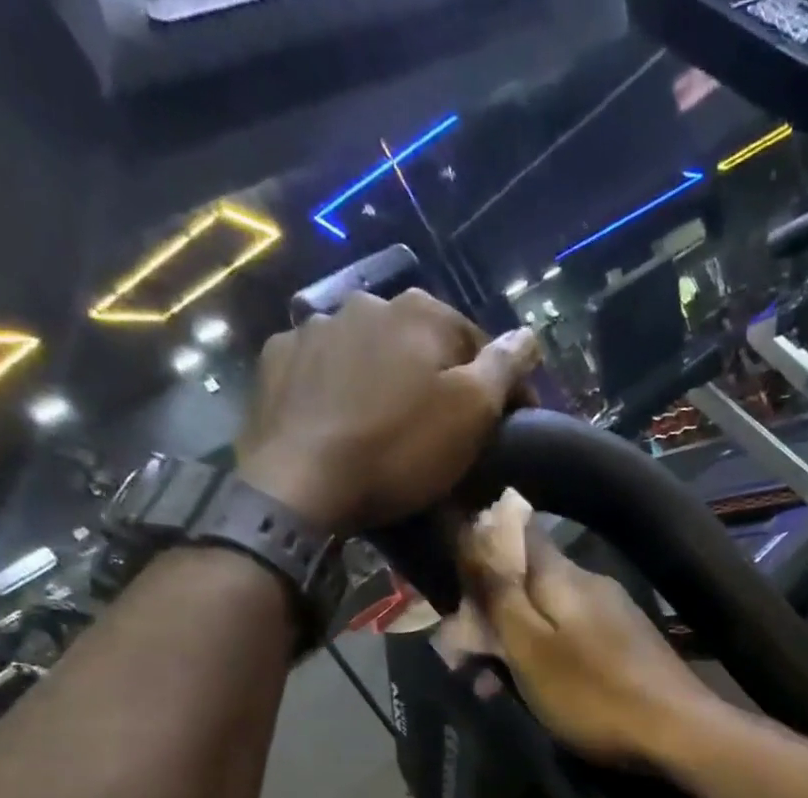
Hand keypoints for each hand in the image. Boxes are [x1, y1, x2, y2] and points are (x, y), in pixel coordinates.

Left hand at [236, 291, 539, 534]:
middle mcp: (367, 303)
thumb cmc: (400, 450)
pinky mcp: (278, 360)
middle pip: (420, 344)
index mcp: (421, 313)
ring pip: (369, 352)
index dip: (500, 385)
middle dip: (438, 377)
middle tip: (445, 428)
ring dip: (386, 379)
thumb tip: (529, 336)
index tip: (510, 425)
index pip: (478, 343)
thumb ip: (503, 369)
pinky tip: (343, 421)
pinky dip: (339, 388)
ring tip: (389, 425)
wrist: (302, 483)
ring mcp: (315, 328)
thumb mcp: (471, 414)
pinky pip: (323, 369)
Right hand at [461, 519, 724, 766]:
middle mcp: (591, 584)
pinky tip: (537, 691)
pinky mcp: (629, 647)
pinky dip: (547, 660)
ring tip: (492, 686)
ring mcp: (614, 616)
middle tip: (466, 657)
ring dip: (516, 644)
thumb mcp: (531, 647)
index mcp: (564, 576)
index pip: (516, 533)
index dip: (479, 547)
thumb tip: (473, 531)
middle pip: (529, 581)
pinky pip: (573, 640)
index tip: (453, 580)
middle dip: (492, 612)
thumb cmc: (592, 693)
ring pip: (549, 616)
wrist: (677, 732)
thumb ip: (500, 594)